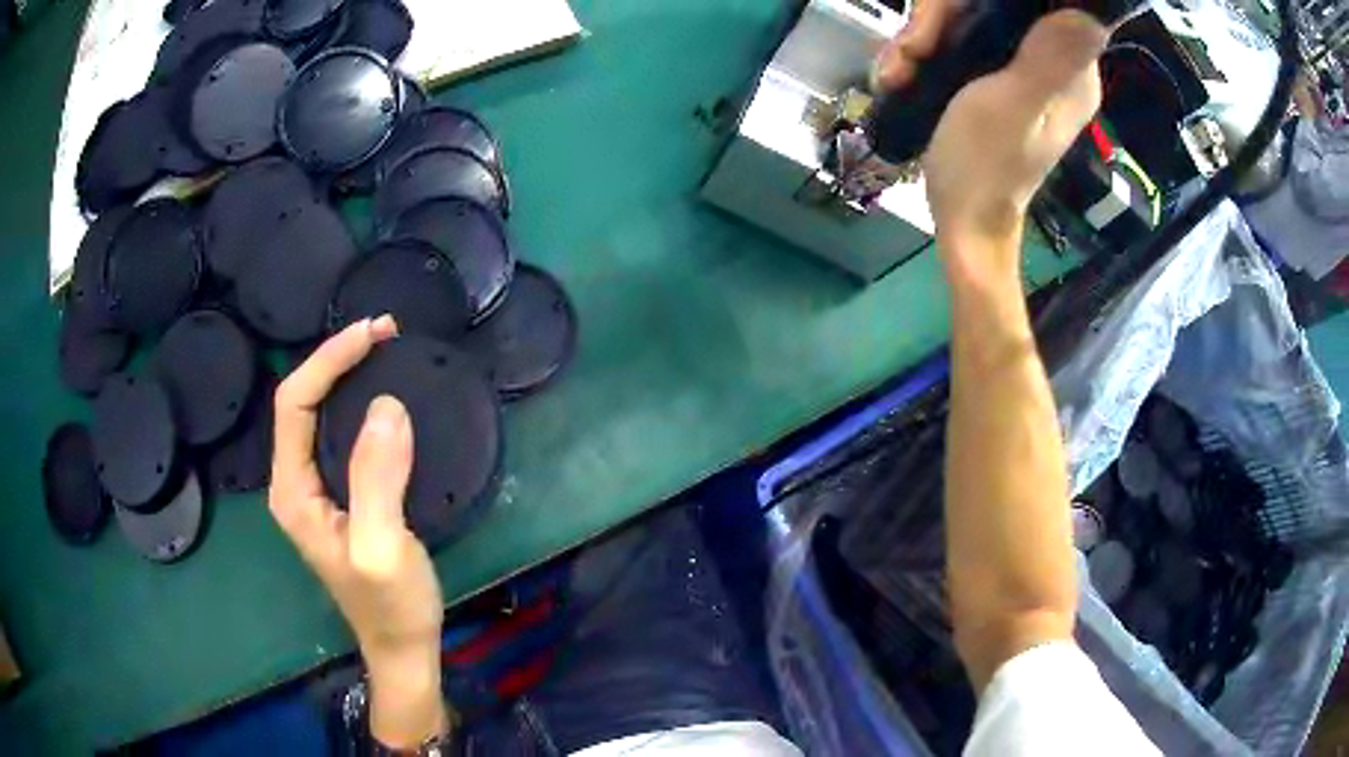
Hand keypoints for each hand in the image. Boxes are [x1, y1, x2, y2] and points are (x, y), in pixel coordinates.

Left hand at [270, 316, 449, 746]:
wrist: (403, 645)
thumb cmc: (391, 604)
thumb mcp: (382, 548)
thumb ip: (377, 479)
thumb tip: (386, 405)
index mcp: (292, 491)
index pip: (293, 403)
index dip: (327, 361)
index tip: (372, 335)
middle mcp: (295, 483)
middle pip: (300, 401)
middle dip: (336, 359)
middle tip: (383, 333)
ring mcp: (316, 489)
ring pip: (318, 414)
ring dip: (346, 376)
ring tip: (384, 351)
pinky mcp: (340, 494)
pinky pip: (339, 432)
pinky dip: (358, 403)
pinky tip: (383, 396)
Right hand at [876, 5, 1108, 270]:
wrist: (962, 218)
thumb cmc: (985, 167)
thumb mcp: (1013, 107)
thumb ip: (1048, 60)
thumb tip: (1087, 15)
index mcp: (1072, 69)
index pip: (1029, 3)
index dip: (973, 2)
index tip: (935, 30)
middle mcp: (1052, 59)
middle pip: (989, 3)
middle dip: (937, 21)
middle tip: (910, 57)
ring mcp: (1021, 65)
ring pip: (965, 16)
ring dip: (921, 38)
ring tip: (899, 75)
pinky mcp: (994, 72)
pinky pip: (955, 36)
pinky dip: (922, 51)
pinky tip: (903, 76)